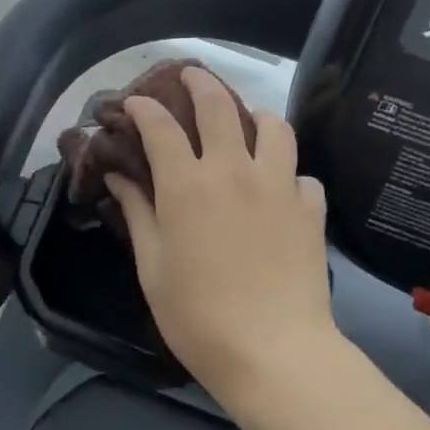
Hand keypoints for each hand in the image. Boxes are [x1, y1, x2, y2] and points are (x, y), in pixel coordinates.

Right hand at [105, 68, 343, 409]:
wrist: (274, 352)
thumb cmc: (198, 316)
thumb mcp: (152, 267)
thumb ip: (137, 213)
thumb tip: (119, 178)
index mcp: (187, 184)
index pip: (160, 126)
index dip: (143, 108)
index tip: (133, 103)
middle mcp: (233, 170)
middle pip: (217, 105)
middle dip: (198, 82)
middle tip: (189, 76)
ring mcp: (278, 185)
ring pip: (273, 125)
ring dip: (255, 117)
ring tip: (247, 125)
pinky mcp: (310, 207)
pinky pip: (302, 174)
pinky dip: (289, 173)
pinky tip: (281, 189)